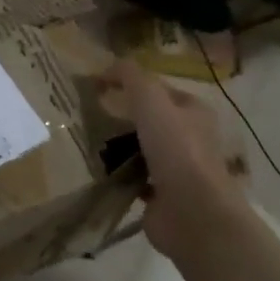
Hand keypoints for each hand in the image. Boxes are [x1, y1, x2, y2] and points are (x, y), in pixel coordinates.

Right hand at [98, 60, 250, 263]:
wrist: (192, 213)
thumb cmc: (176, 149)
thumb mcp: (151, 100)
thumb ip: (130, 77)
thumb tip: (106, 67)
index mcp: (194, 111)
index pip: (158, 89)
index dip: (130, 83)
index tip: (98, 86)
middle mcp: (189, 138)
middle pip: (149, 119)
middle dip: (121, 116)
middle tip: (88, 113)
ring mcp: (177, 169)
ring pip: (140, 149)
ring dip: (117, 146)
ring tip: (86, 140)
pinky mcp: (161, 196)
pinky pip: (133, 178)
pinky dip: (116, 174)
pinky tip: (95, 170)